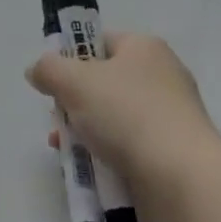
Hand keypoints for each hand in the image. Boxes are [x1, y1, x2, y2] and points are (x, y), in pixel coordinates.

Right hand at [26, 33, 219, 192]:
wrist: (183, 179)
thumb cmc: (128, 115)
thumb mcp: (75, 82)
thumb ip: (49, 69)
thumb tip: (37, 70)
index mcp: (144, 48)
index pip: (99, 42)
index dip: (71, 59)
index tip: (54, 84)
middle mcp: (162, 76)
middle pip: (104, 83)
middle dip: (74, 103)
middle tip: (58, 122)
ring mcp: (171, 117)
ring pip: (114, 119)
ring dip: (86, 133)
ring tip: (67, 154)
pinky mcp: (174, 154)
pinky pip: (131, 148)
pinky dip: (108, 157)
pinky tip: (90, 173)